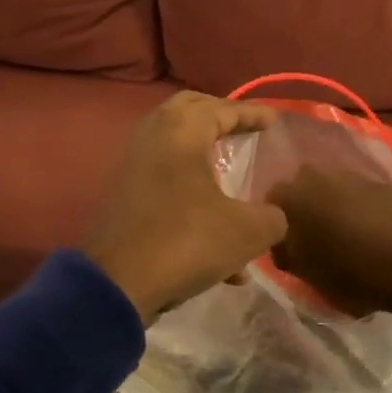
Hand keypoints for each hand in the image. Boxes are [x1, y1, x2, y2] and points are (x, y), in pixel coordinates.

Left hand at [83, 92, 289, 323]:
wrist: (118, 284)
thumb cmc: (186, 241)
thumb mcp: (246, 232)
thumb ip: (271, 218)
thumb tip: (273, 217)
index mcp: (181, 132)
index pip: (221, 108)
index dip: (251, 113)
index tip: (274, 121)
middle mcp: (152, 139)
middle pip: (188, 112)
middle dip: (219, 119)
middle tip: (244, 130)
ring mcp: (133, 168)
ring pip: (175, 151)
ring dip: (206, 162)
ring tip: (235, 186)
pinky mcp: (125, 199)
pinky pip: (166, 185)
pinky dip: (193, 198)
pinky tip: (222, 254)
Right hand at [266, 167, 391, 320]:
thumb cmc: (355, 274)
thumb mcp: (310, 277)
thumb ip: (289, 256)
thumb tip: (285, 247)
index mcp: (290, 198)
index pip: (268, 208)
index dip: (276, 231)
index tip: (288, 252)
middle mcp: (315, 177)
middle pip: (300, 194)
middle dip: (303, 214)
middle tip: (315, 244)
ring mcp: (351, 176)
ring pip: (330, 192)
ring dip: (332, 210)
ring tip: (347, 240)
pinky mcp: (381, 183)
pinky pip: (358, 196)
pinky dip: (359, 211)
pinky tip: (372, 234)